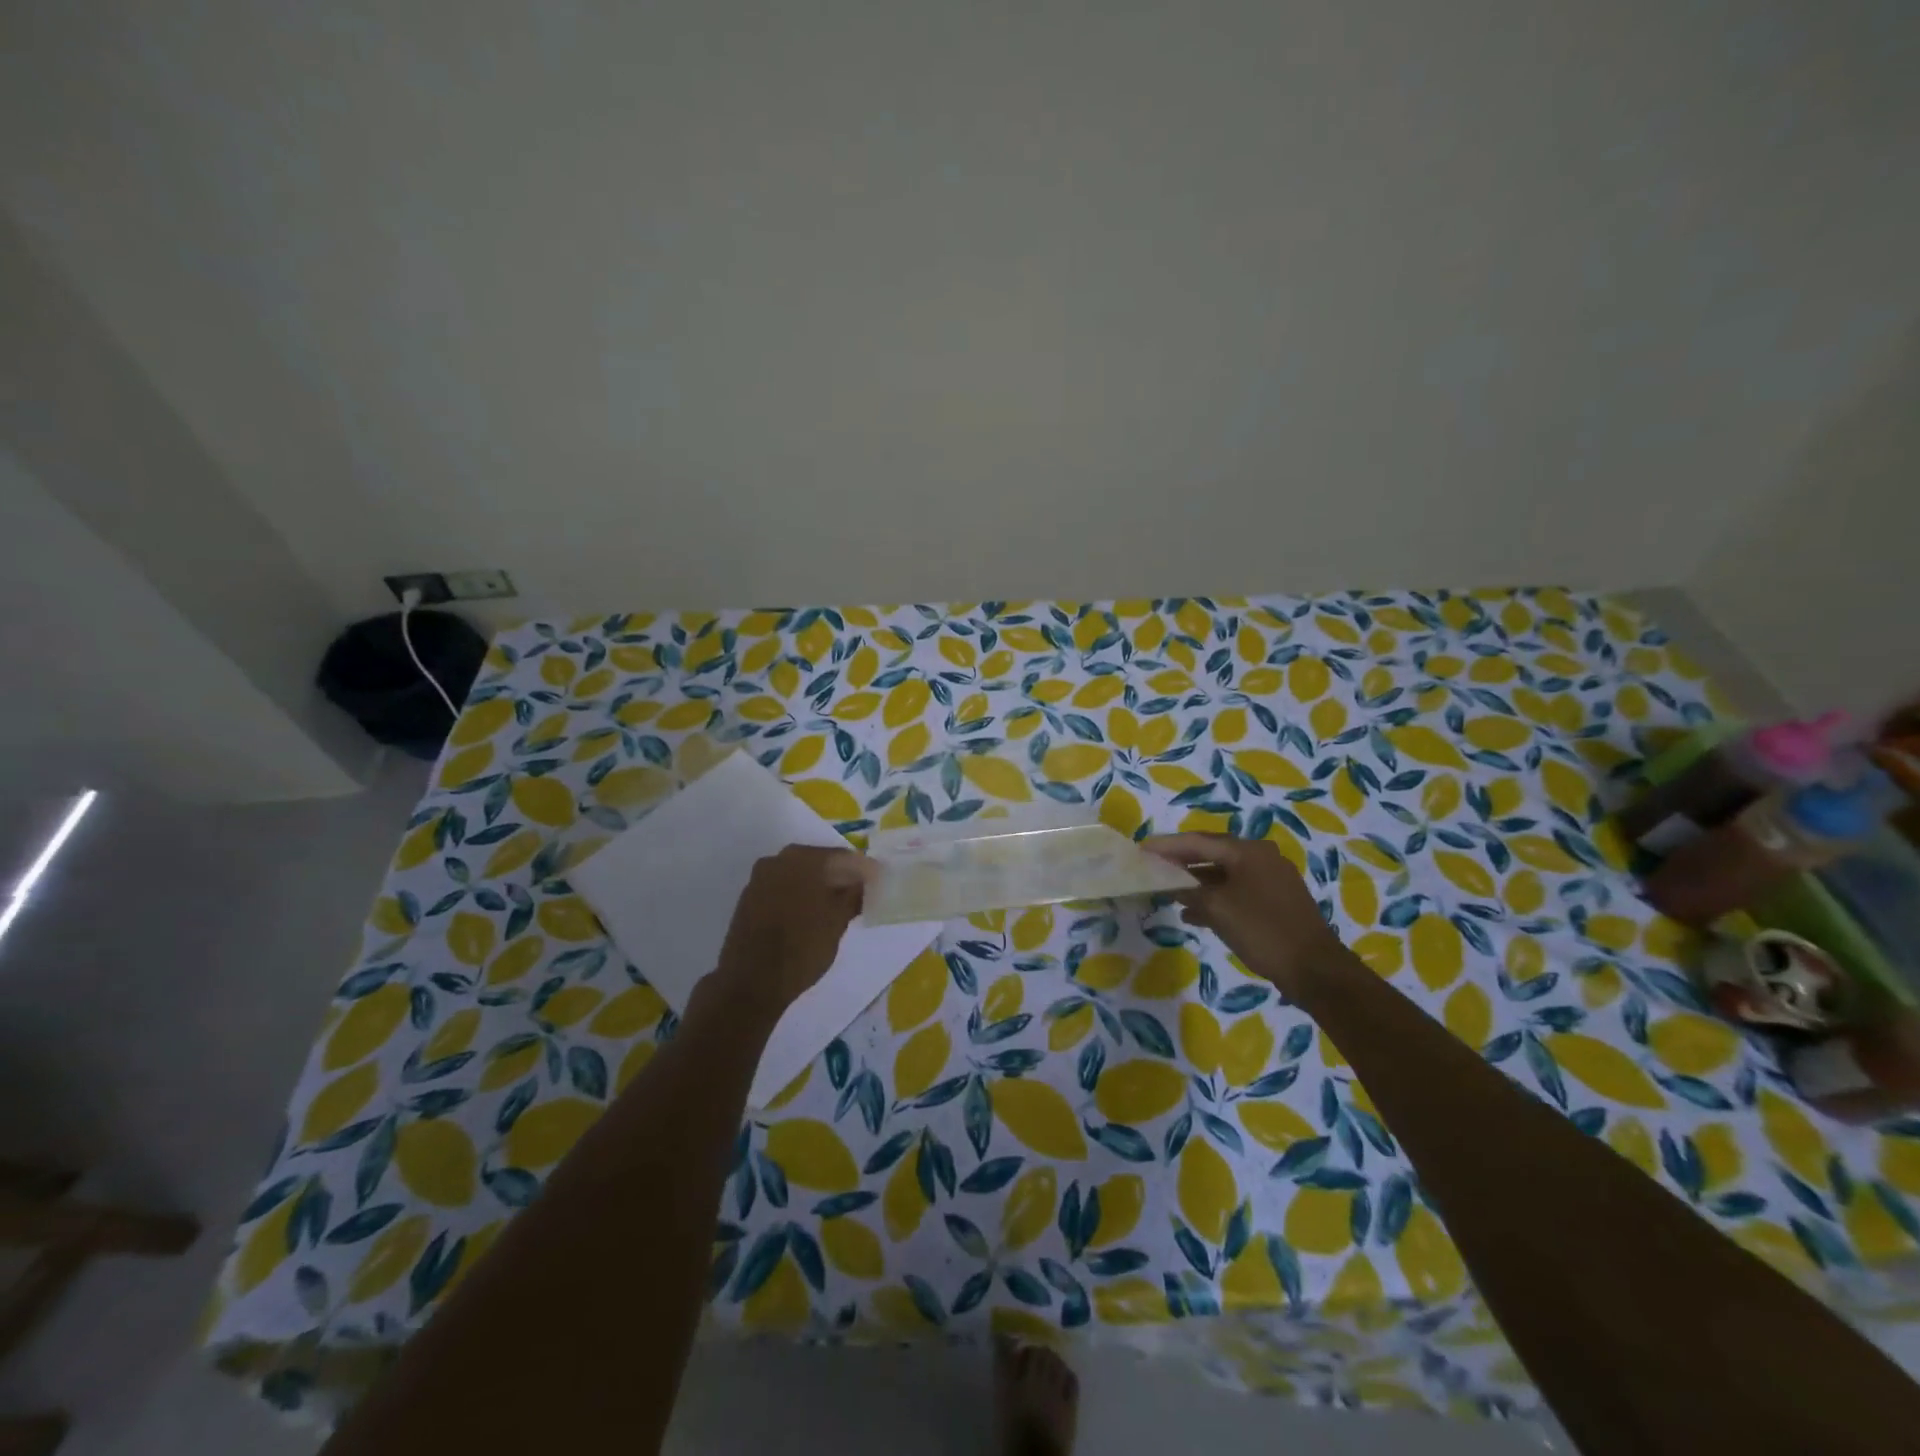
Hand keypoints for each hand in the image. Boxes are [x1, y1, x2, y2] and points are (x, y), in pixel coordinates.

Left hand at [708, 845, 869, 1020]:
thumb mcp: (837, 922)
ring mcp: (759, 879)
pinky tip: (810, 914)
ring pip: (798, 875)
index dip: (863, 869)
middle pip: (818, 862)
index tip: (878, 882)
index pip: (842, 857)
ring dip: (818, 886)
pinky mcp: (748, 899)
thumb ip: (853, 896)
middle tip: (859, 894)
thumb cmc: (802, 948)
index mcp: (803, 860)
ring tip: (836, 906)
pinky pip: (782, 888)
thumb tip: (863, 882)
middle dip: (839, 876)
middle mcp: (778, 860)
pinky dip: (798, 895)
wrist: (751, 982)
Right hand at [1141, 833, 1346, 993]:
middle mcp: (1260, 857)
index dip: (1166, 845)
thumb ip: (1187, 889)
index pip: (1197, 841)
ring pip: (1223, 873)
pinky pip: (1236, 890)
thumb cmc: (1262, 931)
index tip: (1140, 848)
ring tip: (1168, 891)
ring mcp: (1271, 878)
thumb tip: (1166, 880)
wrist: (1314, 970)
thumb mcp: (1217, 909)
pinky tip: (1193, 913)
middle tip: (1152, 865)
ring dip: (1196, 881)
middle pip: (1211, 853)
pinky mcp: (1275, 900)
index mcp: (1247, 851)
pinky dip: (1214, 897)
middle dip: (1180, 861)